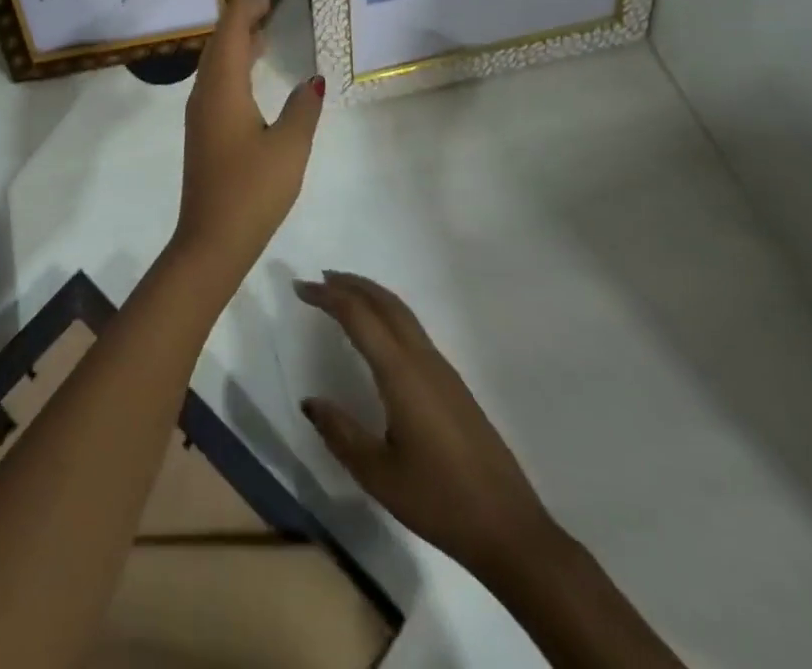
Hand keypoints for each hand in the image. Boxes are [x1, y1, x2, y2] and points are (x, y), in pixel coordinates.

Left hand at [172, 0, 323, 287]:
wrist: (211, 240)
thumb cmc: (252, 191)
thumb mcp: (289, 148)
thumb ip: (302, 109)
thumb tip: (312, 81)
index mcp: (222, 89)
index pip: (232, 32)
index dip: (246, 3)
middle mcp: (205, 93)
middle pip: (220, 42)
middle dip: (241, 15)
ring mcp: (201, 113)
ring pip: (216, 62)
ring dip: (237, 39)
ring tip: (263, 24)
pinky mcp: (204, 130)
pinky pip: (217, 81)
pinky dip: (234, 63)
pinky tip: (252, 69)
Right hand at [294, 271, 561, 583]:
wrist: (511, 531)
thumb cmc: (440, 501)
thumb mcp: (378, 475)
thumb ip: (340, 433)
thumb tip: (310, 402)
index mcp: (401, 373)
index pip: (358, 316)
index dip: (327, 296)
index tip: (300, 288)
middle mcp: (423, 360)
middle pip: (385, 303)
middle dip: (351, 284)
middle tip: (319, 279)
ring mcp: (443, 371)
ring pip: (403, 314)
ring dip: (371, 296)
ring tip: (343, 296)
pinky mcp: (454, 386)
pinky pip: (413, 330)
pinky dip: (387, 315)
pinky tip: (378, 335)